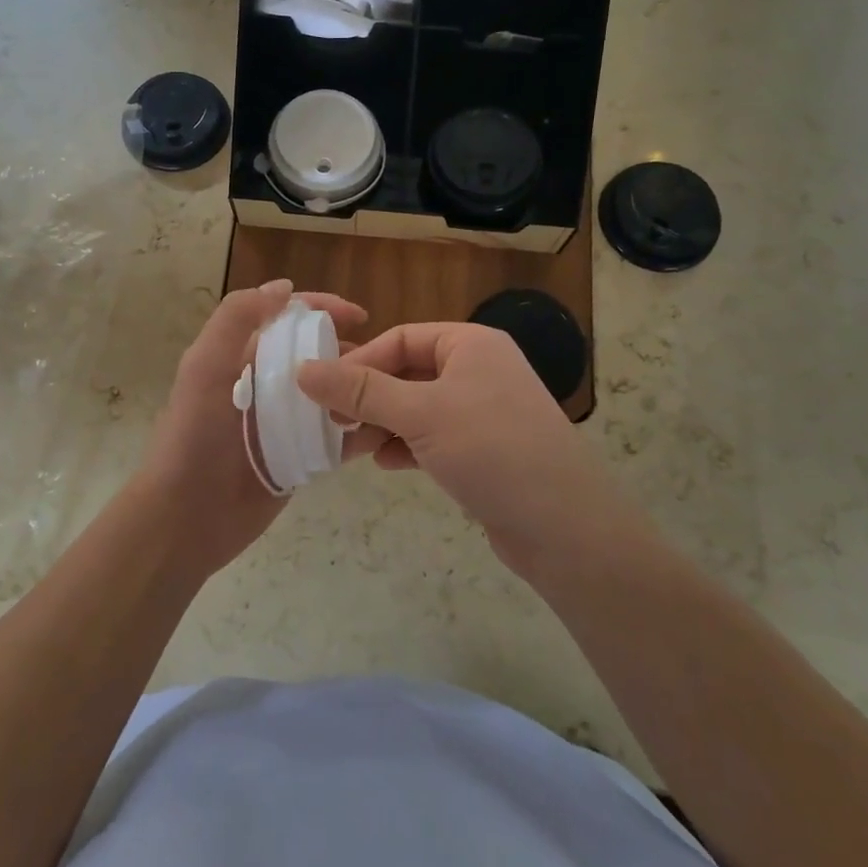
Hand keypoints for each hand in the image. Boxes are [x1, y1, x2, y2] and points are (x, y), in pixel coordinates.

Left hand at [130, 280, 369, 576]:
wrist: (185, 520)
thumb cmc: (194, 438)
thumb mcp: (205, 368)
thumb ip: (236, 320)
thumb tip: (283, 288)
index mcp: (240, 358)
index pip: (286, 319)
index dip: (321, 309)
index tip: (360, 316)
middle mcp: (265, 385)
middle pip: (314, 355)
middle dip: (348, 351)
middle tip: (384, 362)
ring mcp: (283, 424)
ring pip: (330, 394)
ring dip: (357, 389)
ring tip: (390, 393)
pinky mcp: (299, 459)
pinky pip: (335, 438)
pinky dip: (358, 430)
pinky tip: (383, 427)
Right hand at [296, 322, 612, 570]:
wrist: (564, 527)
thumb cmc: (491, 450)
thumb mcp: (420, 414)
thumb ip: (361, 390)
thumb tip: (303, 369)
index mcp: (470, 344)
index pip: (401, 338)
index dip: (360, 362)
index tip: (324, 392)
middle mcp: (479, 370)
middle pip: (408, 372)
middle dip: (368, 398)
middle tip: (331, 423)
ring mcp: (484, 411)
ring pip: (418, 408)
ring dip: (382, 424)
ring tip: (350, 449)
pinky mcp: (485, 450)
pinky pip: (434, 436)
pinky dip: (407, 446)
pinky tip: (386, 464)